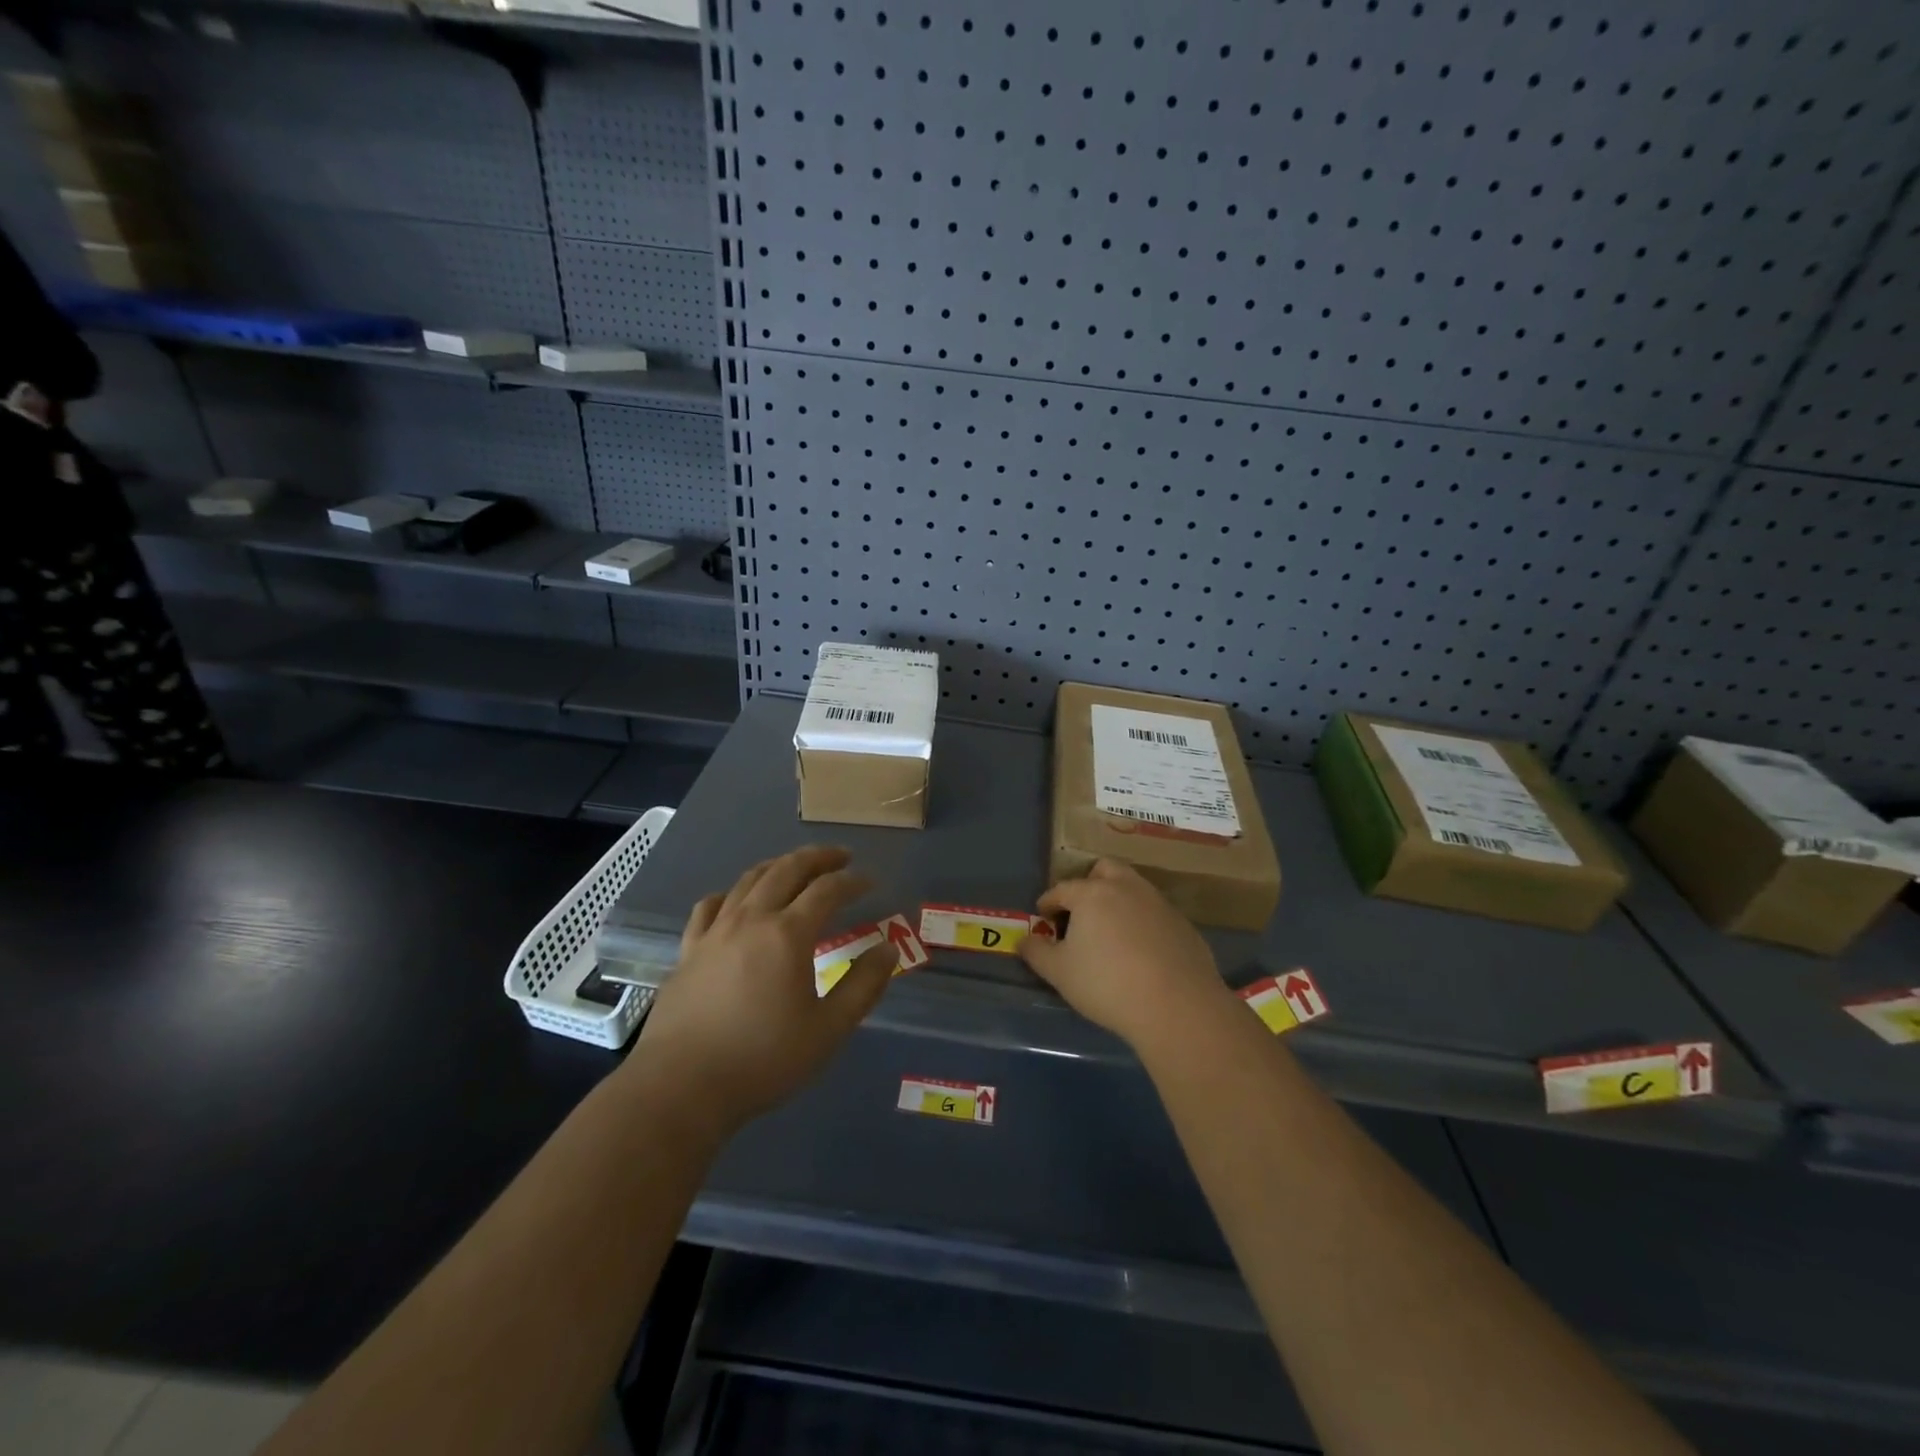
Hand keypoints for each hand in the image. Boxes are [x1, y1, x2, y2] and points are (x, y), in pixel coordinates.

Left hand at [632, 845, 894, 1136]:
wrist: (681, 1087)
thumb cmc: (763, 1060)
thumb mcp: (828, 1030)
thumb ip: (863, 986)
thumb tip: (888, 949)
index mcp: (788, 934)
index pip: (827, 890)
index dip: (852, 881)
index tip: (870, 882)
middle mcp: (751, 920)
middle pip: (786, 870)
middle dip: (817, 858)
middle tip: (840, 856)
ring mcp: (714, 932)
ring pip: (748, 880)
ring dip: (778, 866)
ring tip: (795, 868)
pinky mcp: (688, 950)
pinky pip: (709, 906)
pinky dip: (730, 893)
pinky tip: (735, 901)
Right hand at [1020, 859, 1229, 1050]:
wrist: (1177, 1006)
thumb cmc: (1107, 984)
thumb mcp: (1059, 973)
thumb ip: (1036, 953)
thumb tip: (1022, 941)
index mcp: (1092, 893)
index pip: (1062, 889)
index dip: (1048, 902)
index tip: (1043, 916)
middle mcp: (1126, 887)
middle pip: (1103, 870)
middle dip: (1088, 884)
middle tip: (1080, 911)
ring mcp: (1158, 903)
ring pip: (1133, 887)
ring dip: (1117, 899)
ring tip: (1109, 929)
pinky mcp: (1182, 923)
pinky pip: (1154, 912)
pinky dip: (1142, 921)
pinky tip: (1140, 949)